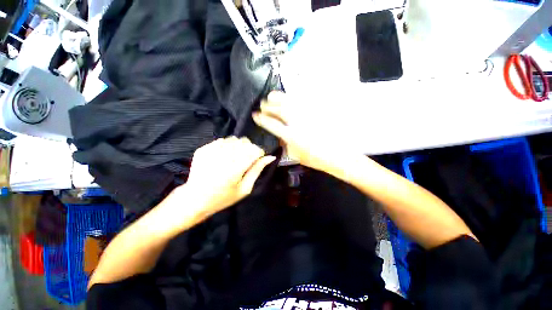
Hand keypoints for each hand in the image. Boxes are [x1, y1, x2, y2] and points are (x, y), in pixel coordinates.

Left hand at [183, 137, 275, 217]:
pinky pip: (221, 141)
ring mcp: (211, 152)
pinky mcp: (203, 150)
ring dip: (238, 147)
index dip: (259, 153)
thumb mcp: (245, 188)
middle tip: (246, 159)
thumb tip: (270, 157)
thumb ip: (257, 170)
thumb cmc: (224, 198)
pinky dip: (227, 146)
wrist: (195, 199)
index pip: (254, 150)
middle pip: (245, 142)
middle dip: (250, 149)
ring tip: (235, 157)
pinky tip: (224, 156)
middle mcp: (223, 158)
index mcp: (235, 170)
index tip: (258, 158)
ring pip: (234, 139)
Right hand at [252, 91, 349, 173]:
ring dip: (278, 98)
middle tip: (262, 104)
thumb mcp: (295, 155)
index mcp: (291, 136)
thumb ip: (285, 144)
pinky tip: (287, 97)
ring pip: (290, 102)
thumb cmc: (315, 159)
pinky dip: (292, 97)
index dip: (262, 119)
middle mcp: (298, 123)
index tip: (255, 115)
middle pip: (279, 110)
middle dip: (268, 106)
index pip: (272, 124)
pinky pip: (302, 100)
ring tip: (271, 96)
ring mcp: (307, 116)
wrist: (336, 155)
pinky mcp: (316, 112)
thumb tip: (278, 134)